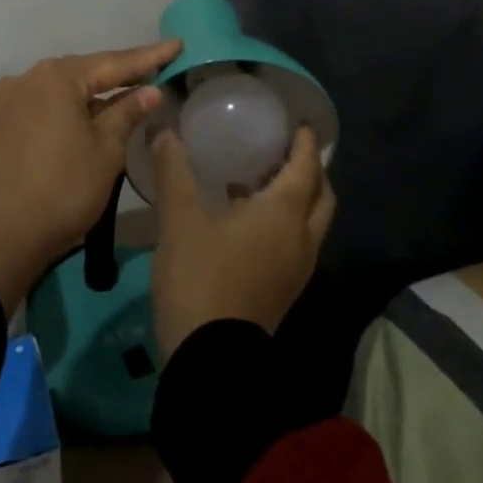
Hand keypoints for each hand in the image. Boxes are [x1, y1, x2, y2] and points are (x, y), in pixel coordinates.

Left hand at [0, 40, 180, 315]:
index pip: (114, 62)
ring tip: (128, 91)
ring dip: (95, 92)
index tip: (177, 44)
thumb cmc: (61, 189)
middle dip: (120, 72)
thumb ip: (127, 113)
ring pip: (64, 89)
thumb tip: (149, 90)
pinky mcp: (1, 125)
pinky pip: (47, 105)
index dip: (149, 57)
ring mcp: (10, 101)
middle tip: (156, 69)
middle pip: (85, 71)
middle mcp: (30, 79)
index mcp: (57, 77)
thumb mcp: (105, 151)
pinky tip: (89, 114)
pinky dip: (72, 107)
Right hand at [150, 124, 335, 358]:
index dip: (307, 143)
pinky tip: (244, 216)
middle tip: (284, 149)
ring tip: (260, 177)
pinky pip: (296, 241)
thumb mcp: (180, 217)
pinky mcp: (283, 289)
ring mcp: (296, 269)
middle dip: (310, 170)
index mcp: (284, 213)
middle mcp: (301, 238)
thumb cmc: (201, 276)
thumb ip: (173, 169)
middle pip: (321, 195)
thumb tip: (162, 129)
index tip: (300, 123)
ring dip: (296, 196)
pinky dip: (284, 220)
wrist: (210, 360)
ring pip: (310, 222)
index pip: (307, 167)